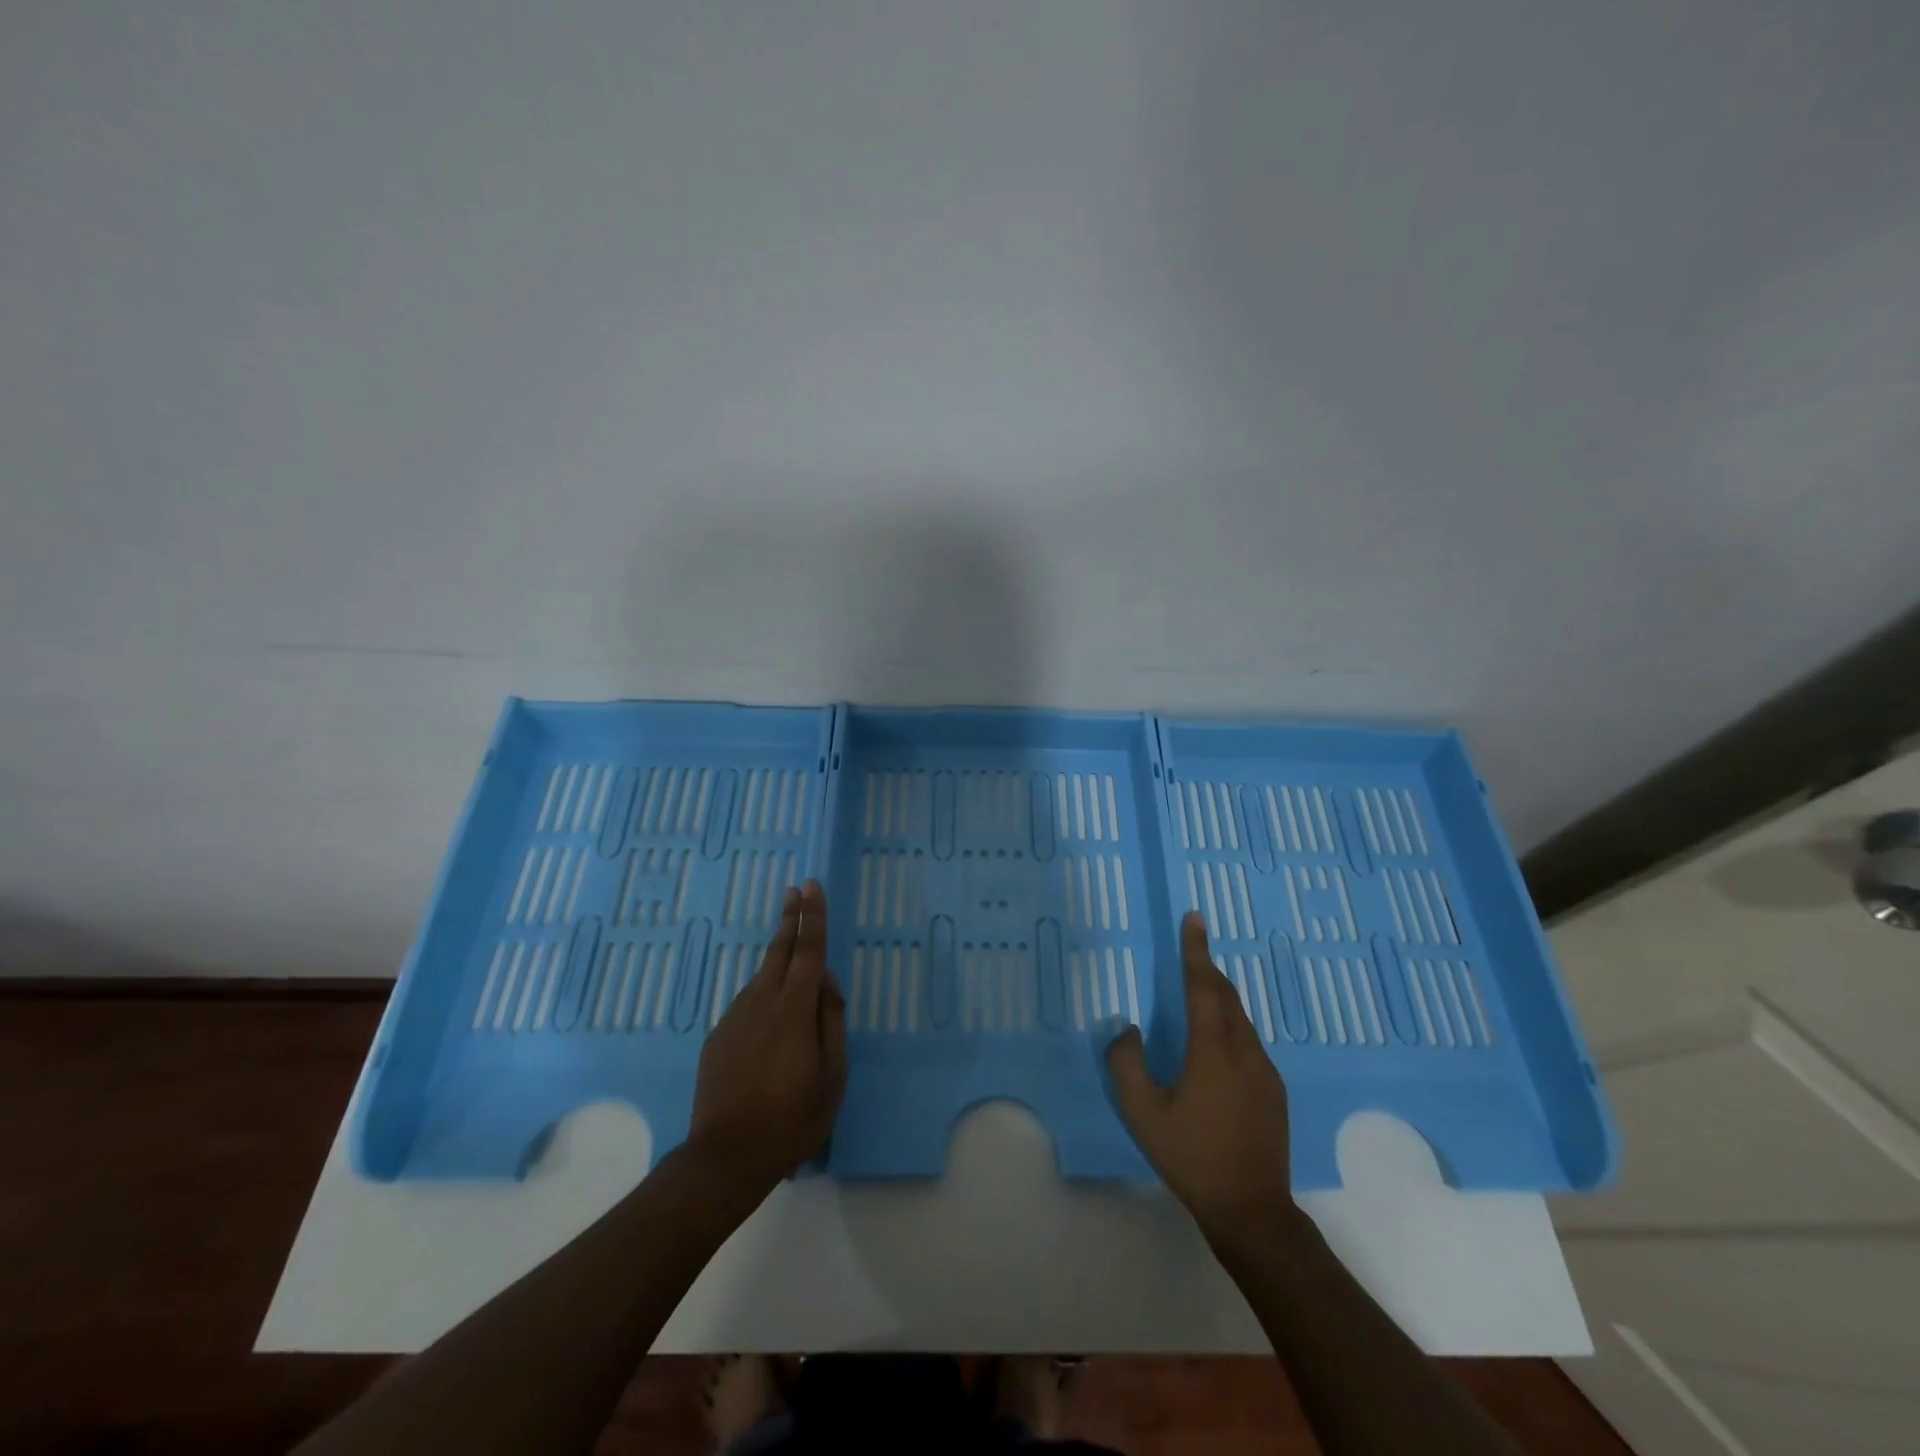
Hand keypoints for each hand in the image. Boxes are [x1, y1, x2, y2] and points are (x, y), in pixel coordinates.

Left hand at [687, 881, 846, 1196]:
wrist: (725, 1158)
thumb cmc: (792, 1120)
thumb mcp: (831, 1076)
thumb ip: (831, 1022)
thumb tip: (827, 982)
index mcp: (795, 1010)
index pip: (809, 951)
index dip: (812, 917)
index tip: (811, 886)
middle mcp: (763, 1003)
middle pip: (780, 951)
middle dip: (790, 918)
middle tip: (795, 890)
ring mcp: (735, 1018)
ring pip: (762, 976)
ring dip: (778, 954)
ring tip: (789, 942)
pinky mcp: (718, 1037)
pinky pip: (747, 1002)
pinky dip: (763, 991)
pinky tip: (769, 1008)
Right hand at [1106, 913, 1296, 1243]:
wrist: (1252, 1211)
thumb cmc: (1192, 1157)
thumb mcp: (1144, 1113)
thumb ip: (1126, 1064)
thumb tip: (1126, 1028)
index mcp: (1213, 1050)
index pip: (1204, 985)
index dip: (1196, 949)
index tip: (1195, 917)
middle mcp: (1245, 1051)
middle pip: (1227, 996)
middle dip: (1207, 969)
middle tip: (1191, 950)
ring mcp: (1265, 1071)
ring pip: (1241, 1019)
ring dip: (1219, 998)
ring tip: (1198, 993)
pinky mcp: (1274, 1091)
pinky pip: (1249, 1041)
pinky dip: (1230, 1025)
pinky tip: (1216, 1046)